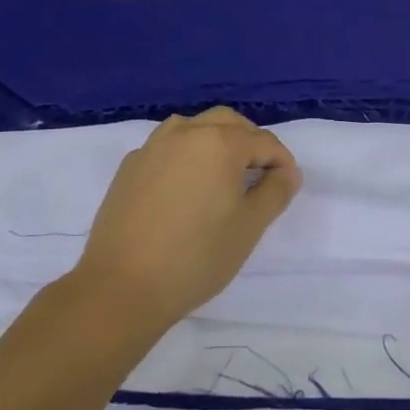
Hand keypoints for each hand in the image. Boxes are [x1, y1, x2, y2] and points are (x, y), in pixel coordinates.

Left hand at [70, 108, 300, 331]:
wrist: (122, 286)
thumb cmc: (196, 257)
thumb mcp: (249, 227)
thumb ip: (275, 192)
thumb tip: (286, 172)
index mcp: (219, 143)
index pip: (263, 141)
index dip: (282, 162)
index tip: (287, 186)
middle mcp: (185, 133)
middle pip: (227, 122)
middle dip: (249, 142)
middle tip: (260, 174)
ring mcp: (152, 147)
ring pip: (193, 127)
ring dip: (215, 141)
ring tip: (223, 175)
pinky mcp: (129, 167)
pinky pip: (167, 147)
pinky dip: (186, 155)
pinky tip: (186, 186)